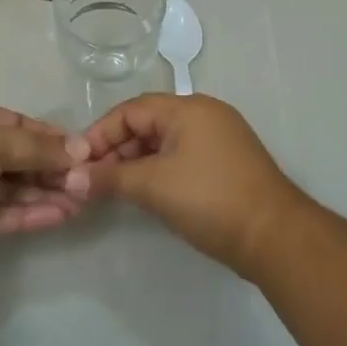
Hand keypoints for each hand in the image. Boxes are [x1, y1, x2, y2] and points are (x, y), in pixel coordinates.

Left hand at [0, 101, 92, 264]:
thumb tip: (80, 149)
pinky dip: (29, 214)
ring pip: (12, 189)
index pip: (17, 124)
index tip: (81, 150)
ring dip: (44, 193)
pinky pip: (2, 214)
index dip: (48, 137)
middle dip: (50, 169)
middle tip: (87, 181)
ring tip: (81, 201)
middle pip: (17, 158)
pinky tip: (59, 215)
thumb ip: (37, 148)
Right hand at [80, 94, 308, 275]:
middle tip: (92, 179)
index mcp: (187, 108)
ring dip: (136, 161)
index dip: (100, 133)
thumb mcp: (153, 186)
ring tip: (113, 188)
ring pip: (164, 141)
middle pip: (147, 122)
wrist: (275, 237)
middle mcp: (204, 113)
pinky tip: (145, 192)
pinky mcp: (227, 162)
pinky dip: (159, 169)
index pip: (131, 110)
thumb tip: (71, 178)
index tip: (77, 161)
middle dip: (116, 149)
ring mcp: (219, 137)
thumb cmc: (210, 200)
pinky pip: (182, 155)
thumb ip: (110, 178)